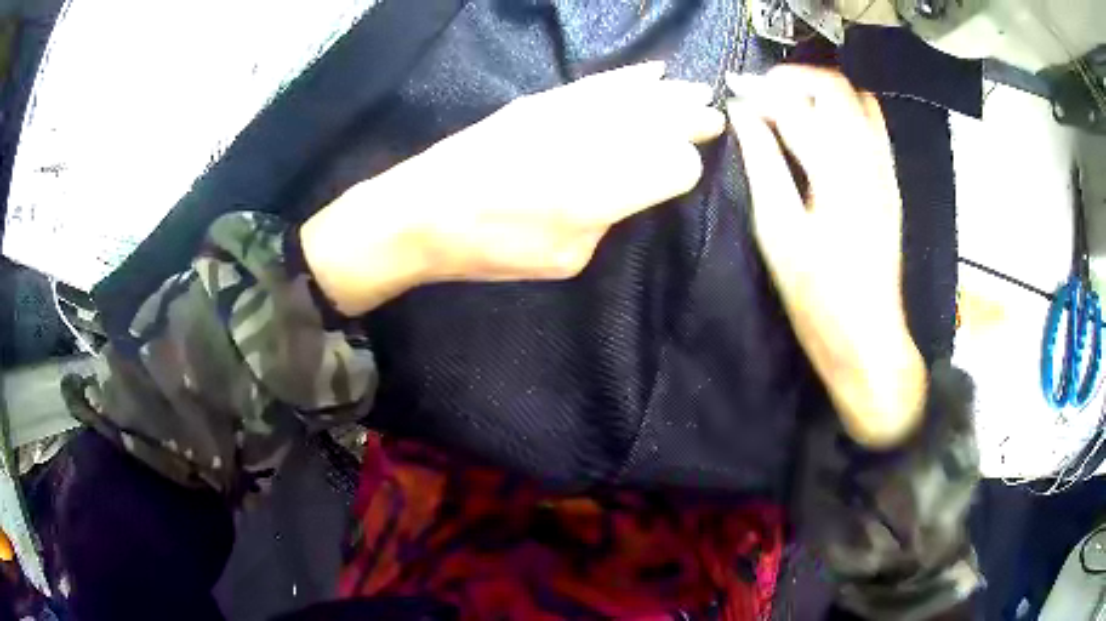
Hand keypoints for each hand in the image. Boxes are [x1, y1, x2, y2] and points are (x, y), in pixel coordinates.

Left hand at [301, 62, 723, 314]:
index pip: (673, 166)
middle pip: (660, 121)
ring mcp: (565, 114)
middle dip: (691, 119)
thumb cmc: (490, 249)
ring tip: (698, 93)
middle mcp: (592, 143)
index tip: (686, 175)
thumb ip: (608, 219)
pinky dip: (631, 78)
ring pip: (636, 96)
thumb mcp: (563, 258)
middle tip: (715, 118)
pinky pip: (598, 84)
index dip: (686, 170)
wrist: (421, 211)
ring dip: (671, 94)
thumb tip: (630, 186)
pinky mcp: (541, 102)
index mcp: (602, 193)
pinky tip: (652, 72)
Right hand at [726, 67, 925, 447]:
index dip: (761, 90)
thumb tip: (744, 116)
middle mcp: (869, 161)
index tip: (734, 89)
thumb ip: (762, 164)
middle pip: (835, 87)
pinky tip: (821, 126)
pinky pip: (872, 123)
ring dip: (819, 90)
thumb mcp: (779, 234)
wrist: (869, 340)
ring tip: (788, 106)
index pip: (797, 106)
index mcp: (838, 174)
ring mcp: (885, 170)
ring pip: (857, 98)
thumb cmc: (818, 299)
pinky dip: (843, 108)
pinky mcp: (891, 182)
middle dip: (794, 79)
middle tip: (762, 95)